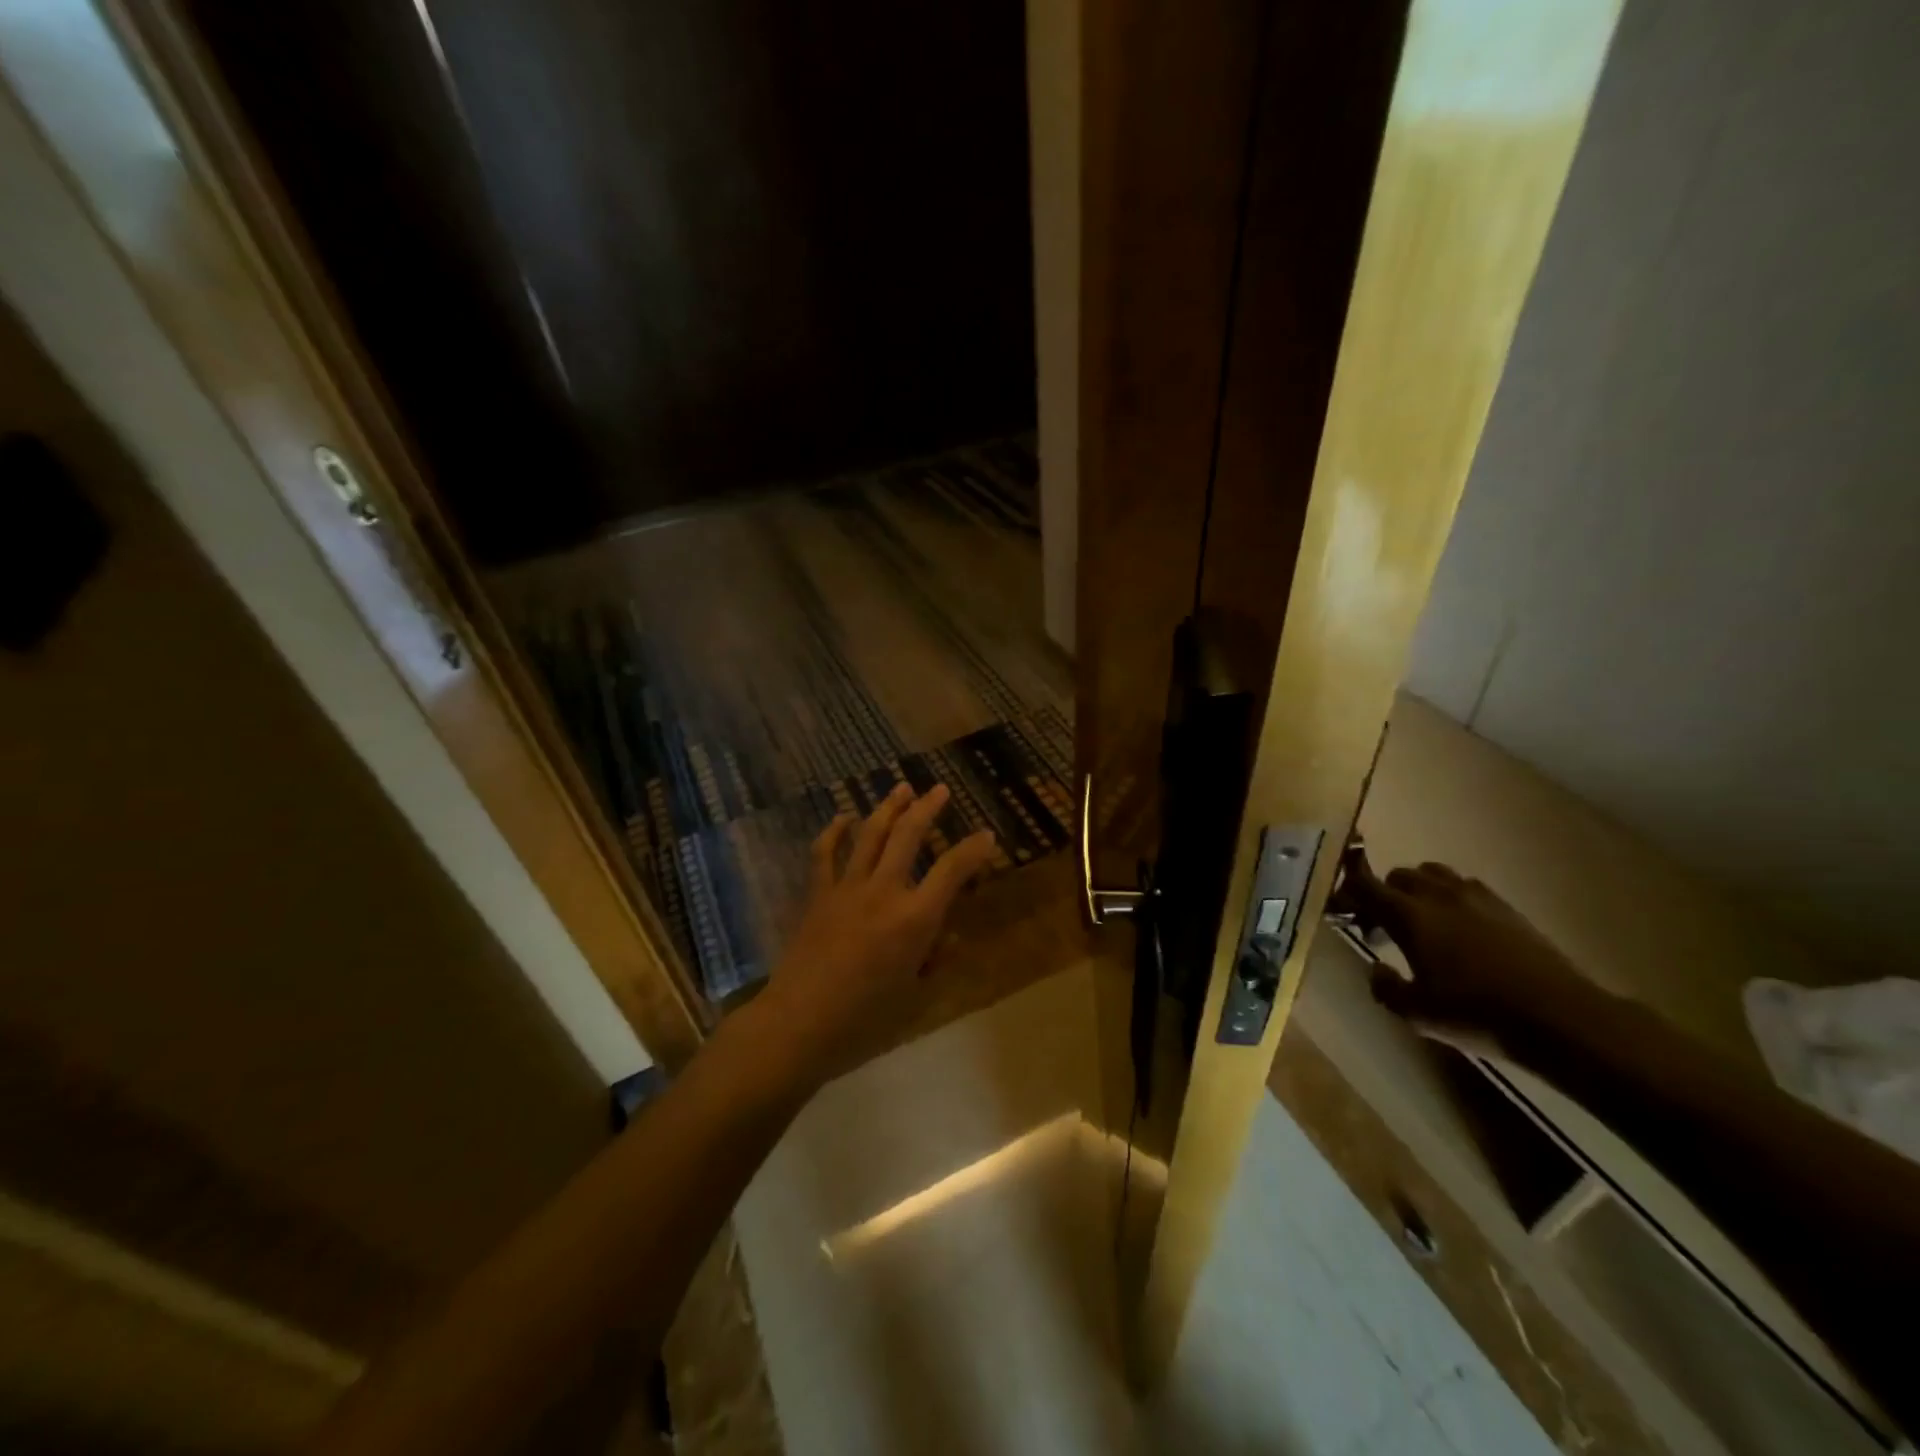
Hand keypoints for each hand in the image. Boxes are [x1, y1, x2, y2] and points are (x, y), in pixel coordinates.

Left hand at [753, 783, 996, 1085]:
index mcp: (914, 918)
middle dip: (928, 808)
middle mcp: (884, 891)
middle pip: (909, 835)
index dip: (973, 850)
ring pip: (871, 834)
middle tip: (940, 790)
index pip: (952, 870)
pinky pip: (825, 853)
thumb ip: (933, 957)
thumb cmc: (864, 1017)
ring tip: (902, 788)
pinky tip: (844, 817)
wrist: (799, 1021)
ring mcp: (847, 888)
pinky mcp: (818, 894)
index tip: (987, 836)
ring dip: (888, 807)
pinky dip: (835, 831)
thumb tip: (949, 936)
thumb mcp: (912, 992)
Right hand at [1332, 845, 1597, 1047]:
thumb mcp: (1417, 1014)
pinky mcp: (1505, 907)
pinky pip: (1465, 886)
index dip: (1349, 890)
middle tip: (1382, 924)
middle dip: (1384, 893)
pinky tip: (1460, 927)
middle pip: (1399, 875)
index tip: (1341, 905)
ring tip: (1422, 919)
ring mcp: (1475, 897)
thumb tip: (1376, 968)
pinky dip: (1451, 896)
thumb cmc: (1476, 1014)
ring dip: (1419, 889)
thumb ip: (1386, 987)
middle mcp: (1437, 895)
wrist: (1559, 1017)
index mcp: (1408, 916)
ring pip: (1433, 874)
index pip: (1365, 885)